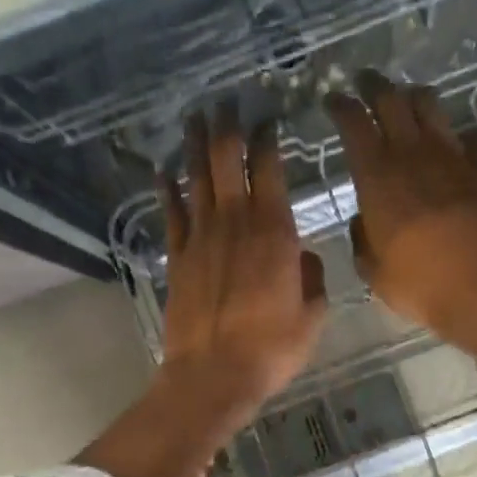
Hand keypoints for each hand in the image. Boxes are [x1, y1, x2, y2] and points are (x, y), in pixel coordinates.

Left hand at [156, 112, 326, 425]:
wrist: (213, 375)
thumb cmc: (271, 347)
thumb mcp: (312, 315)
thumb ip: (313, 277)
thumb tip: (303, 256)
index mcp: (275, 232)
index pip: (270, 168)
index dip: (268, 138)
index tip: (268, 118)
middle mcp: (236, 222)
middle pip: (227, 160)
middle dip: (228, 127)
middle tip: (227, 102)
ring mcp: (201, 237)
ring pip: (197, 178)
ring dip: (196, 145)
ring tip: (196, 118)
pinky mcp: (177, 256)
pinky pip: (171, 212)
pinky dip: (167, 188)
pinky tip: (163, 169)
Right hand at [326, 74, 476, 343]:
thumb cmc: (420, 284)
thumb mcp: (372, 270)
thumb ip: (362, 237)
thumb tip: (364, 219)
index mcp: (377, 177)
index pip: (354, 124)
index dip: (341, 106)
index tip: (333, 98)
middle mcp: (413, 155)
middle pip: (391, 100)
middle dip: (374, 85)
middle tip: (364, 81)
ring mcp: (453, 158)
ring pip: (431, 106)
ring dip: (414, 97)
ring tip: (406, 99)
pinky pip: (471, 137)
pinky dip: (459, 134)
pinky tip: (456, 141)